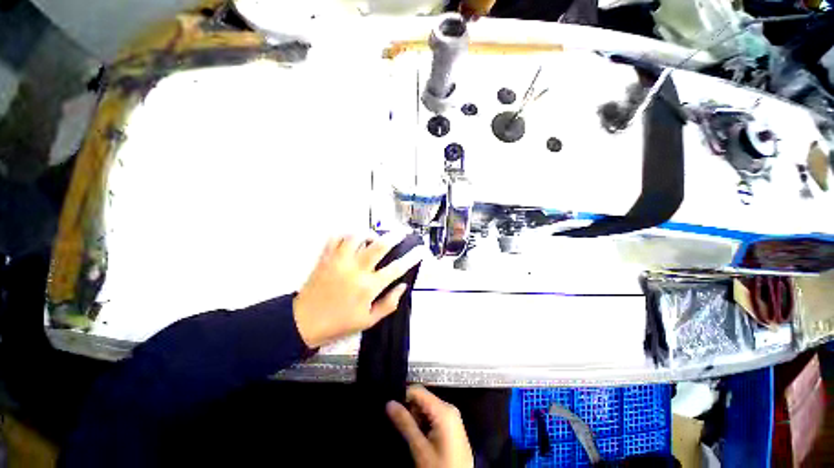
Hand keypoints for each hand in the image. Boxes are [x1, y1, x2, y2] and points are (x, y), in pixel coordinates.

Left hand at [293, 233, 422, 347]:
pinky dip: (346, 234)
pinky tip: (352, 238)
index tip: (421, 250)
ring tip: (374, 236)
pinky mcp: (325, 258)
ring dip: (369, 233)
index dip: (412, 258)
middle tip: (403, 231)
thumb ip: (389, 303)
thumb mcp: (368, 321)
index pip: (396, 268)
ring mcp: (339, 261)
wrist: (304, 322)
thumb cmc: (339, 323)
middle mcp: (356, 270)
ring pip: (356, 236)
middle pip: (379, 246)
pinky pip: (336, 238)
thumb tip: (403, 286)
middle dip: (395, 236)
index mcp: (368, 287)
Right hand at [387, 385, 473, 467]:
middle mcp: (449, 407)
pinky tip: (422, 439)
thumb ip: (405, 423)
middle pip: (423, 399)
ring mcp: (453, 417)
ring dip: (417, 418)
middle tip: (402, 428)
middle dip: (410, 410)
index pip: (418, 390)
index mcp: (444, 409)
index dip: (403, 397)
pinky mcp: (453, 426)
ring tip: (412, 436)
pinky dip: (425, 423)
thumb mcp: (420, 448)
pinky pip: (434, 416)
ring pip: (427, 408)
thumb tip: (389, 403)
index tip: (392, 409)